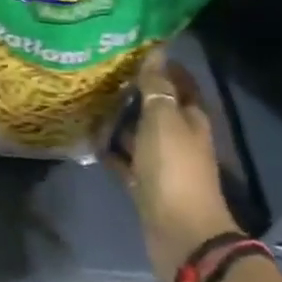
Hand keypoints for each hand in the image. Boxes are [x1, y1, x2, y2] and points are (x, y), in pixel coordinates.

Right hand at [108, 50, 241, 281]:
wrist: (179, 232)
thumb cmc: (174, 169)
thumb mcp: (164, 120)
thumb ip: (157, 87)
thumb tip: (155, 53)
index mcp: (191, 119)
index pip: (181, 83)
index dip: (163, 65)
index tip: (134, 48)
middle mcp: (179, 138)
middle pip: (158, 108)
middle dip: (136, 91)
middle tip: (102, 71)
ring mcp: (162, 163)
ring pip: (139, 134)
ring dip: (120, 120)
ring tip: (89, 99)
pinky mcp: (145, 185)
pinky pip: (125, 161)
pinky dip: (111, 150)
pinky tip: (89, 137)